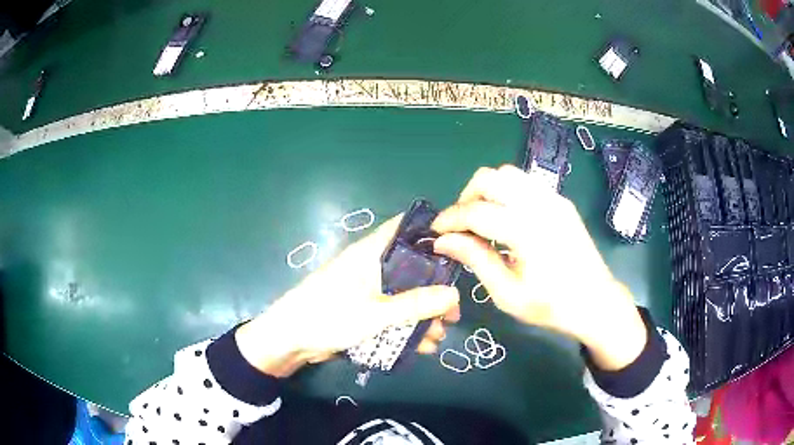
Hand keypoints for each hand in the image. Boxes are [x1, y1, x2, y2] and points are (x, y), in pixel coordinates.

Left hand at [236, 215, 460, 376]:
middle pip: (411, 269)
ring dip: (423, 314)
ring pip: (404, 295)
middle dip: (434, 289)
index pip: (405, 229)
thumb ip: (415, 304)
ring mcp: (368, 289)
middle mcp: (372, 266)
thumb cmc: (330, 316)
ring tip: (440, 334)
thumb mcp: (376, 313)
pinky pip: (392, 313)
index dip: (431, 233)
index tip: (459, 249)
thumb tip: (455, 294)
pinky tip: (423, 345)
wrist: (291, 339)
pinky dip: (407, 326)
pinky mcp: (364, 310)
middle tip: (453, 311)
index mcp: (372, 253)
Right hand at [431, 165, 646, 370]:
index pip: (475, 211)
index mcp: (526, 230)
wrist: (595, 301)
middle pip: (489, 178)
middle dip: (466, 198)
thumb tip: (442, 241)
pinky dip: (506, 191)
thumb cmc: (551, 305)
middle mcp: (540, 204)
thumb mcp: (507, 293)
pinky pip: (525, 182)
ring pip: (507, 173)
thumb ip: (474, 259)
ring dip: (486, 191)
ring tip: (482, 220)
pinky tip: (506, 218)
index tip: (436, 233)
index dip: (449, 220)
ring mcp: (553, 198)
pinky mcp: (560, 200)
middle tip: (461, 226)